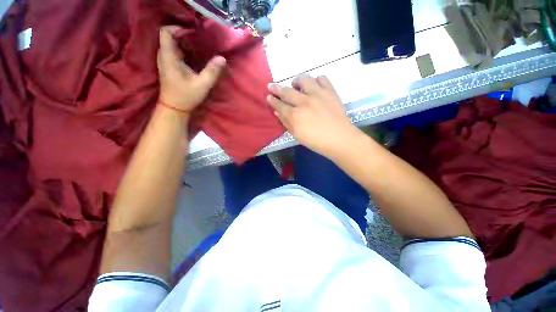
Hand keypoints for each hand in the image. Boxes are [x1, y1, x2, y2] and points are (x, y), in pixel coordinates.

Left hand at [157, 26, 225, 112]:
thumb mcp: (202, 85)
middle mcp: (164, 56)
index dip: (177, 28)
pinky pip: (175, 52)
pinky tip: (195, 57)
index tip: (193, 33)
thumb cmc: (186, 96)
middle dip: (185, 36)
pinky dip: (184, 51)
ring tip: (199, 47)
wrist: (174, 108)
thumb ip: (212, 71)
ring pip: (172, 44)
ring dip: (185, 43)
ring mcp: (165, 61)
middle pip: (170, 37)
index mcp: (169, 57)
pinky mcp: (169, 66)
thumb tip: (222, 58)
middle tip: (199, 40)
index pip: (165, 32)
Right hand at [267, 74, 358, 157]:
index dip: (273, 100)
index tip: (269, 96)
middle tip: (271, 86)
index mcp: (295, 116)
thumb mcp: (297, 135)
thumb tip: (277, 112)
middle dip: (276, 88)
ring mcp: (318, 94)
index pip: (279, 105)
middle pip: (287, 91)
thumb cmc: (316, 141)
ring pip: (303, 79)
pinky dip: (316, 80)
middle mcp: (304, 102)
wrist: (339, 138)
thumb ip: (286, 122)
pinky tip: (314, 86)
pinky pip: (322, 78)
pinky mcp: (330, 91)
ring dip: (296, 81)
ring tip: (296, 85)